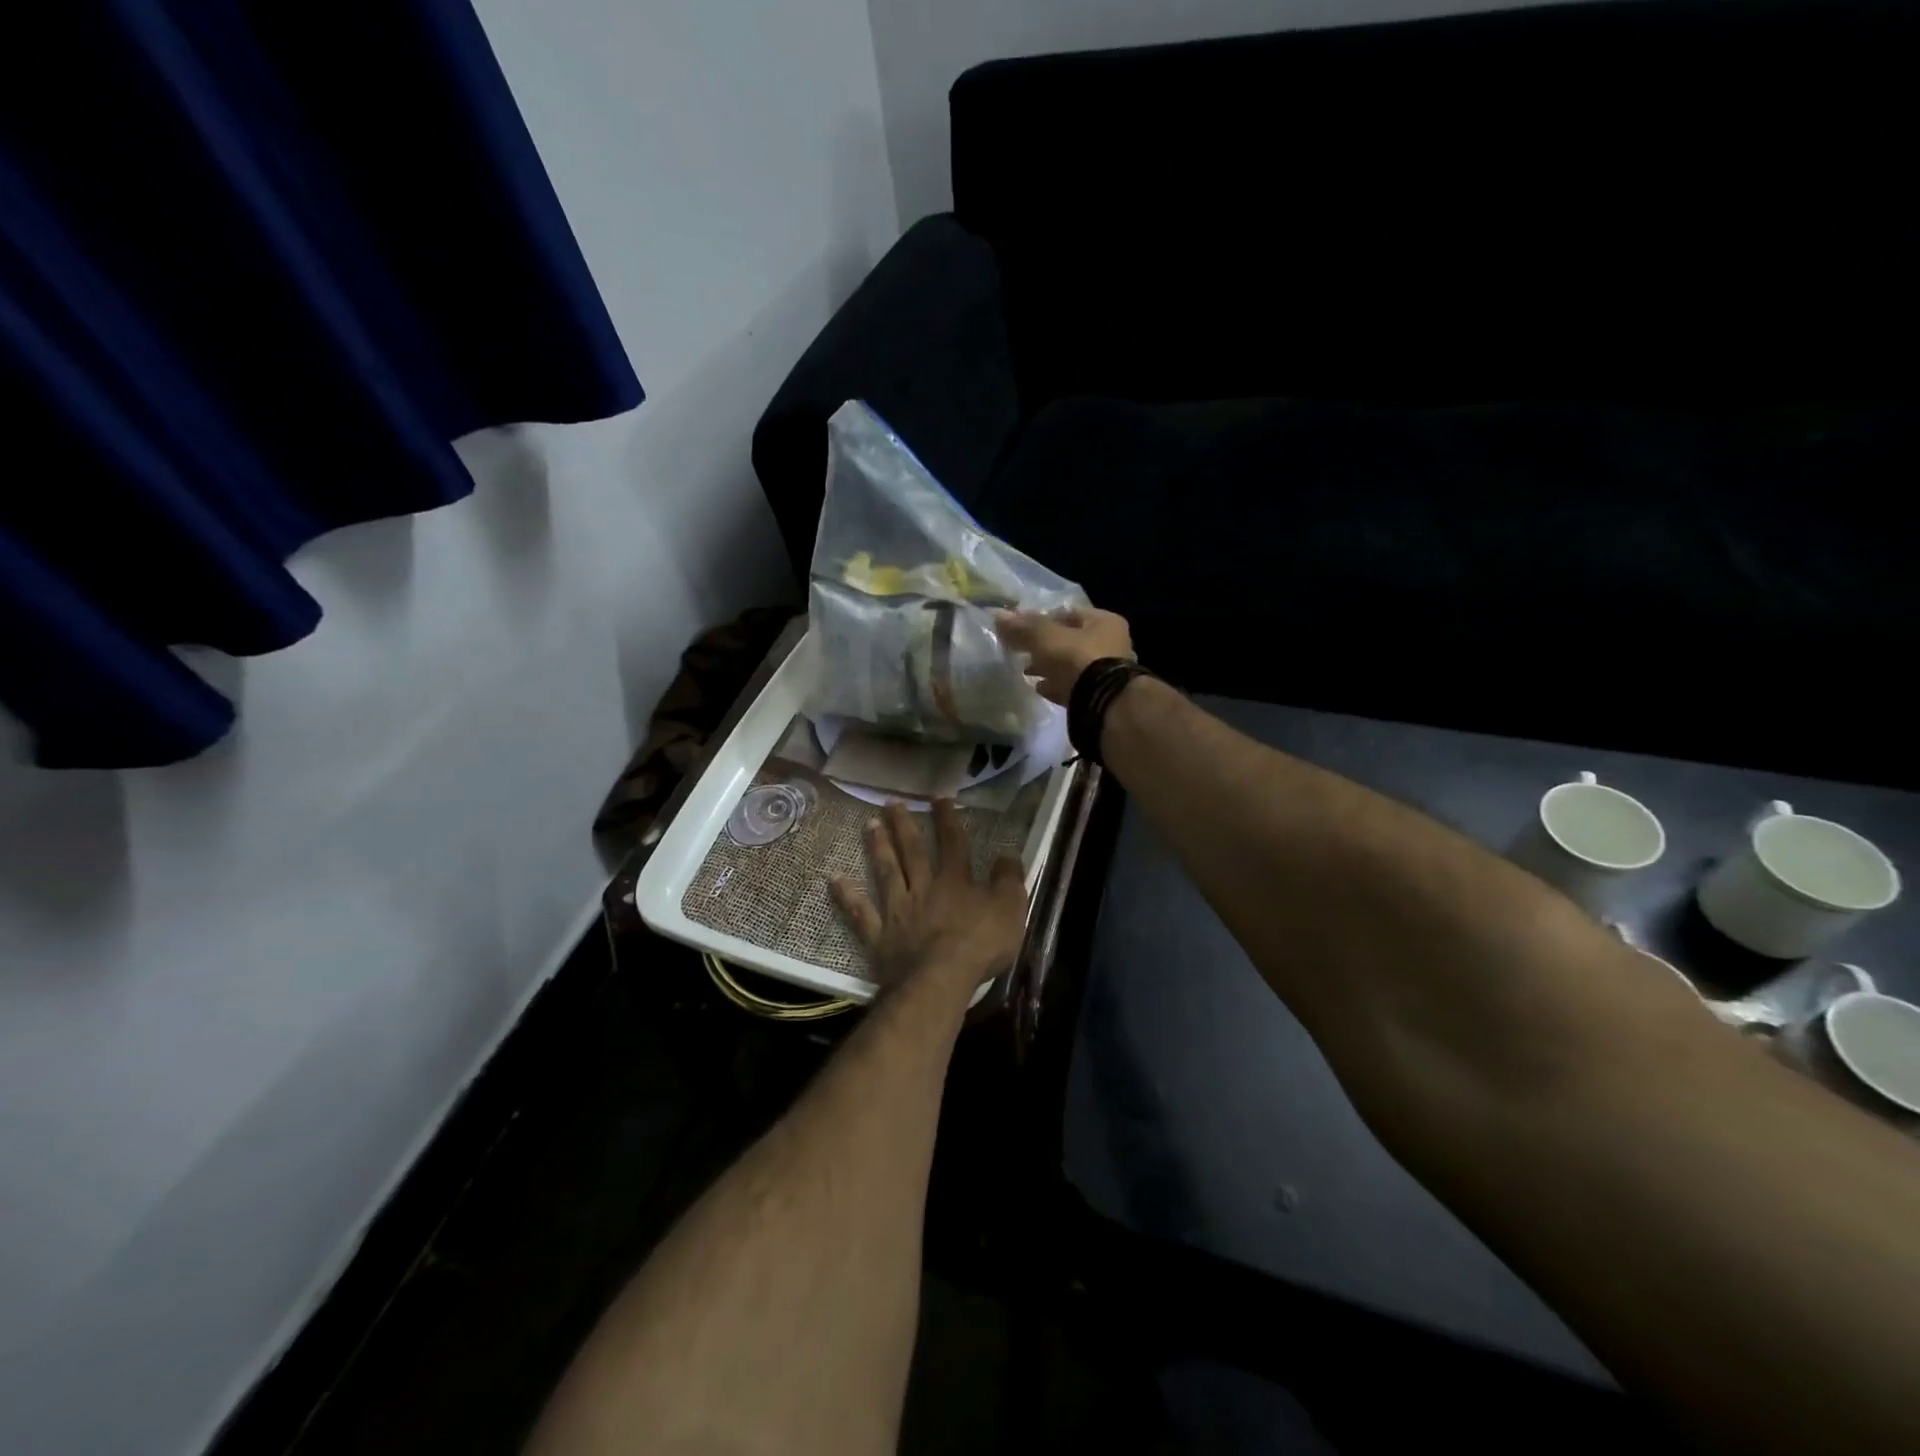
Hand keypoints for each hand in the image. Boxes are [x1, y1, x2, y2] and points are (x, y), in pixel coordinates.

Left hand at [831, 800, 1025, 989]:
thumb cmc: (979, 945)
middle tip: (891, 803)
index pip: (952, 842)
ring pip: (886, 872)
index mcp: (955, 881)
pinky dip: (847, 896)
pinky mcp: (879, 937)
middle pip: (912, 851)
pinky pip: (860, 913)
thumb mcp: (1010, 909)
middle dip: (904, 825)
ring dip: (878, 847)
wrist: (940, 980)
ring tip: (869, 824)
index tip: (938, 798)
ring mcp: (898, 911)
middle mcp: (923, 888)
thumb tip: (1008, 852)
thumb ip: (1009, 879)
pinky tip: (834, 879)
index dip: (947, 819)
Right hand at [995, 606, 1133, 705]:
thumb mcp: (1045, 638)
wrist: (1102, 703)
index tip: (1021, 628)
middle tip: (1021, 651)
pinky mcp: (1099, 696)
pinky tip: (1039, 688)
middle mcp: (1111, 644)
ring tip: (1025, 671)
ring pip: (1071, 665)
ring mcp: (1107, 673)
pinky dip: (1056, 686)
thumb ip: (1022, 628)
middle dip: (1044, 646)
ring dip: (1049, 667)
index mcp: (1104, 622)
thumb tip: (997, 614)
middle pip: (1070, 640)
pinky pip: (1072, 687)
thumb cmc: (1077, 658)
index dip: (1043, 618)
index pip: (1069, 613)